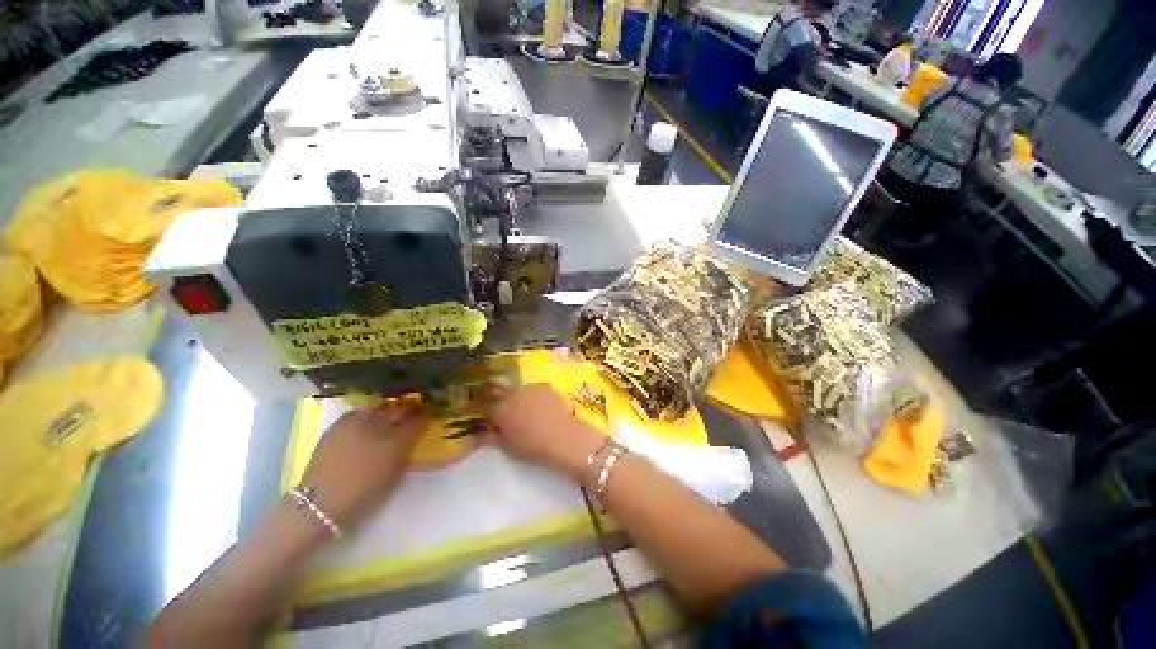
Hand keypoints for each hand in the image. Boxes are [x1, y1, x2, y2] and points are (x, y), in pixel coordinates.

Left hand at [299, 402, 429, 527]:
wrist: (320, 504)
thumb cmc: (362, 494)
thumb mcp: (394, 474)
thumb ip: (405, 452)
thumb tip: (413, 436)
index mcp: (396, 442)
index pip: (418, 420)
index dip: (426, 413)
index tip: (430, 411)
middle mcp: (378, 427)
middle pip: (400, 409)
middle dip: (410, 407)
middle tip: (415, 408)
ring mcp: (357, 424)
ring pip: (380, 406)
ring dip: (389, 407)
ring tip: (392, 411)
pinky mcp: (338, 425)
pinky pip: (359, 411)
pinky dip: (368, 412)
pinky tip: (368, 419)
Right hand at [480, 384, 605, 480]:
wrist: (564, 439)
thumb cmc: (533, 448)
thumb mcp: (508, 447)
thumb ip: (493, 436)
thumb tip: (482, 433)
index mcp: (500, 409)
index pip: (484, 404)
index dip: (483, 408)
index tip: (483, 414)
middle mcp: (514, 393)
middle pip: (502, 393)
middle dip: (501, 401)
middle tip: (506, 413)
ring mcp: (531, 388)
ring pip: (519, 391)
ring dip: (518, 398)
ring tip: (526, 411)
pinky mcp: (547, 388)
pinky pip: (535, 391)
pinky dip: (534, 398)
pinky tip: (541, 409)